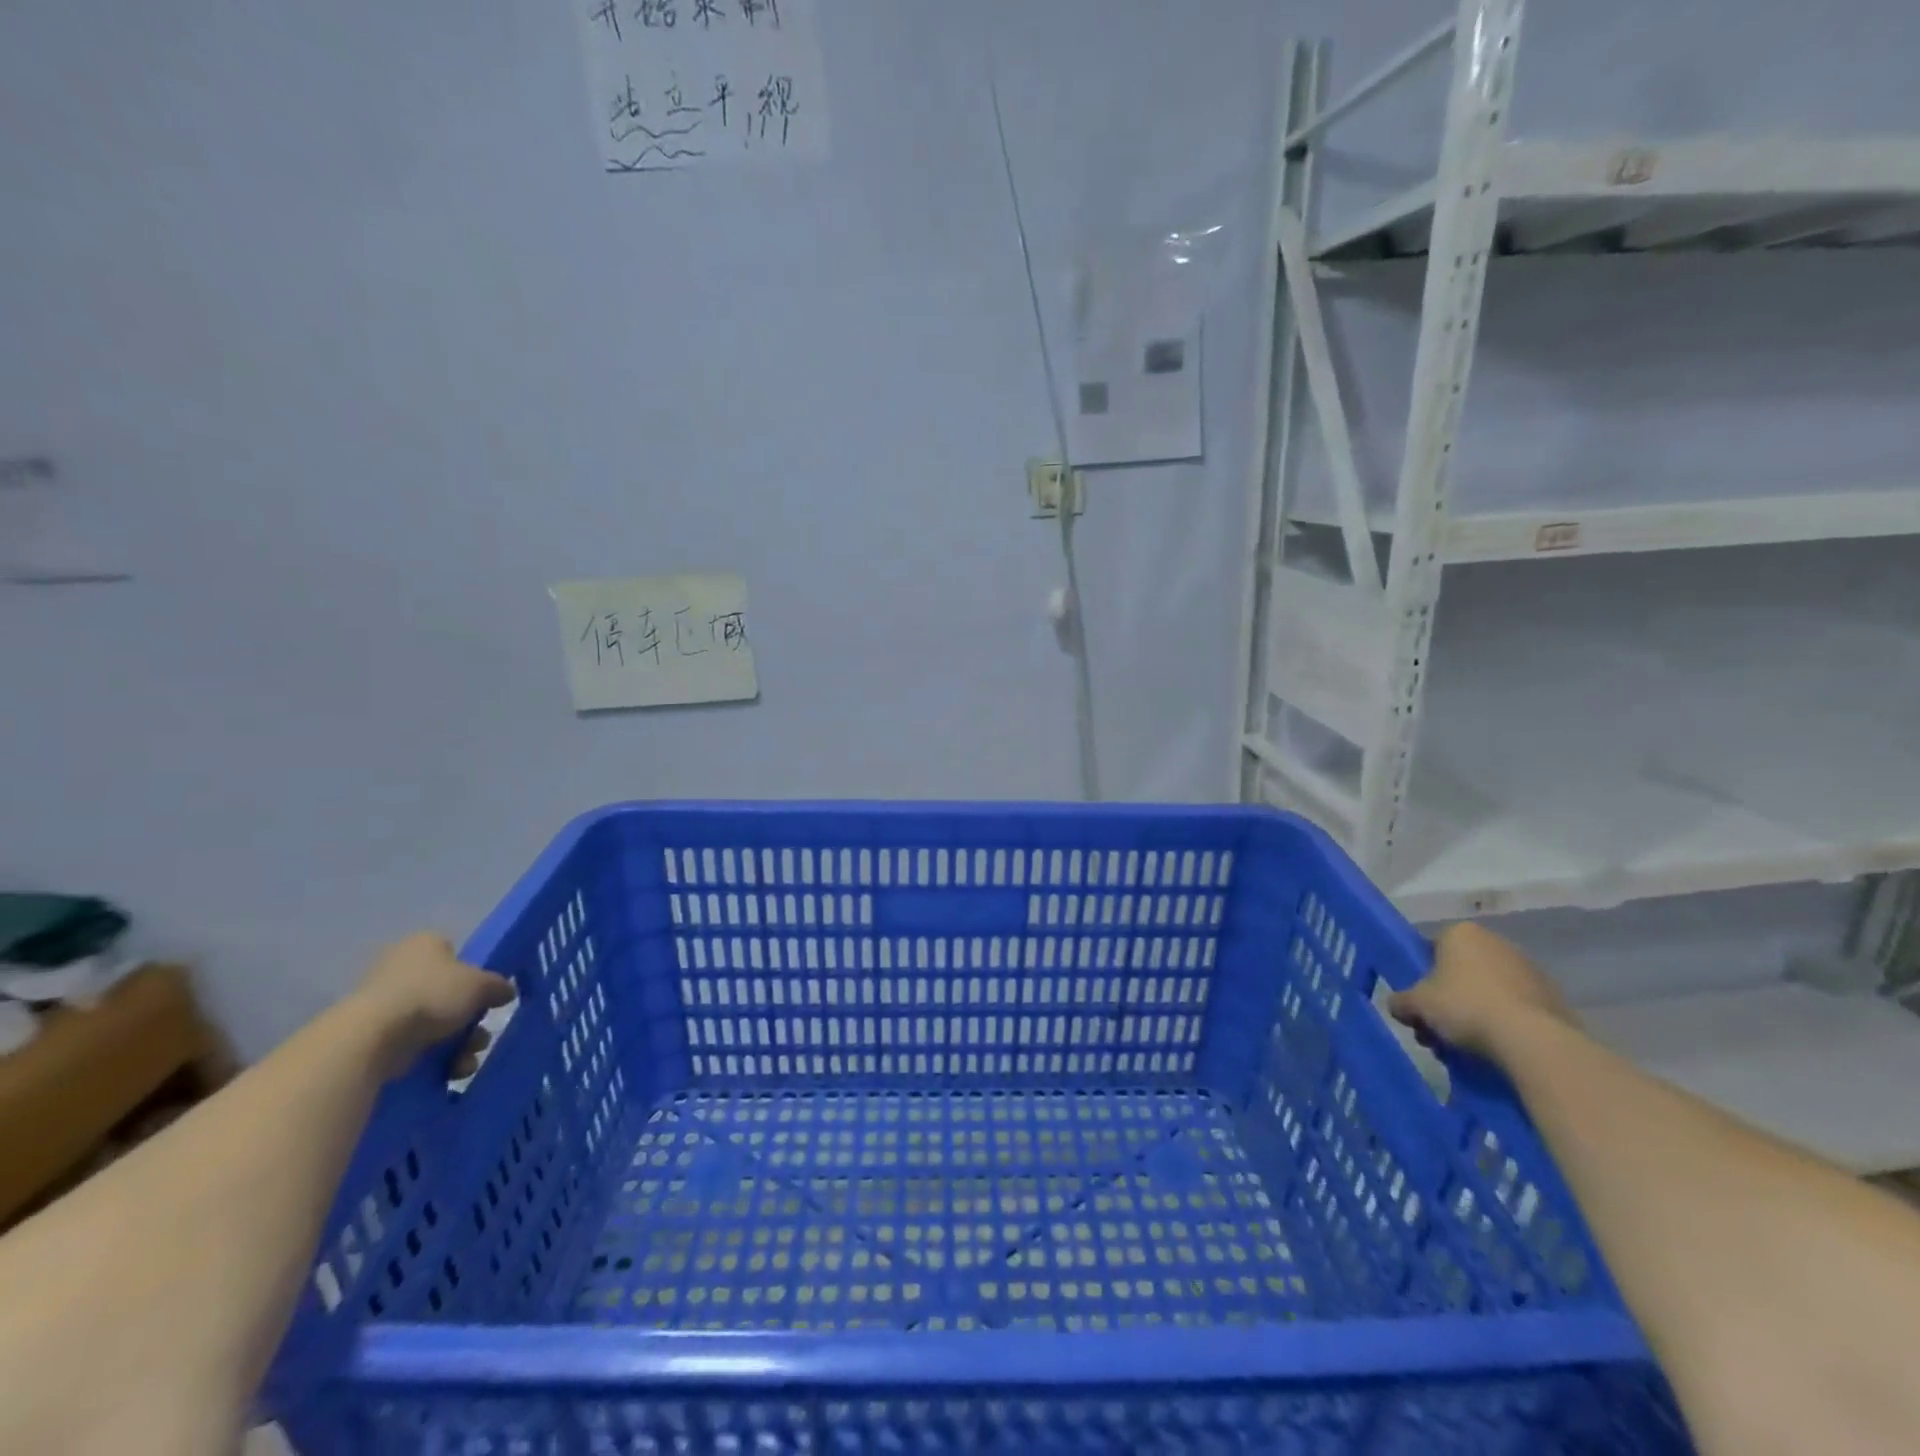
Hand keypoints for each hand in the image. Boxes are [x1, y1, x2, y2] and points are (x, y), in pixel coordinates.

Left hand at [352, 933, 515, 1080]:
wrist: (371, 1039)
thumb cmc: (431, 995)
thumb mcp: (481, 984)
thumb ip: (498, 985)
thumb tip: (505, 992)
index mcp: (424, 944)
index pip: (455, 953)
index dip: (474, 975)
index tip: (485, 997)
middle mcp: (401, 968)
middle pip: (449, 994)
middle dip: (470, 1021)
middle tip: (478, 1037)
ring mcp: (383, 1004)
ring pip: (435, 1024)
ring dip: (458, 1045)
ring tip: (464, 1063)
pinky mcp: (372, 1037)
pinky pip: (414, 1046)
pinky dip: (434, 1060)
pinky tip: (448, 1072)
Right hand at [1387, 922, 1573, 1061]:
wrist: (1533, 1041)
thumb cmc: (1465, 1007)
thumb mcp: (1416, 1005)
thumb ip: (1400, 1002)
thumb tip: (1399, 1006)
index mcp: (1461, 933)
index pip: (1431, 949)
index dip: (1421, 976)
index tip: (1420, 1002)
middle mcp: (1496, 942)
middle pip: (1459, 971)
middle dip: (1446, 1000)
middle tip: (1437, 1030)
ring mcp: (1529, 969)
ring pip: (1487, 991)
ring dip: (1473, 1013)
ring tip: (1463, 1046)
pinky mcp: (1553, 998)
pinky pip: (1515, 1008)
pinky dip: (1503, 1023)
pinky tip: (1494, 1047)